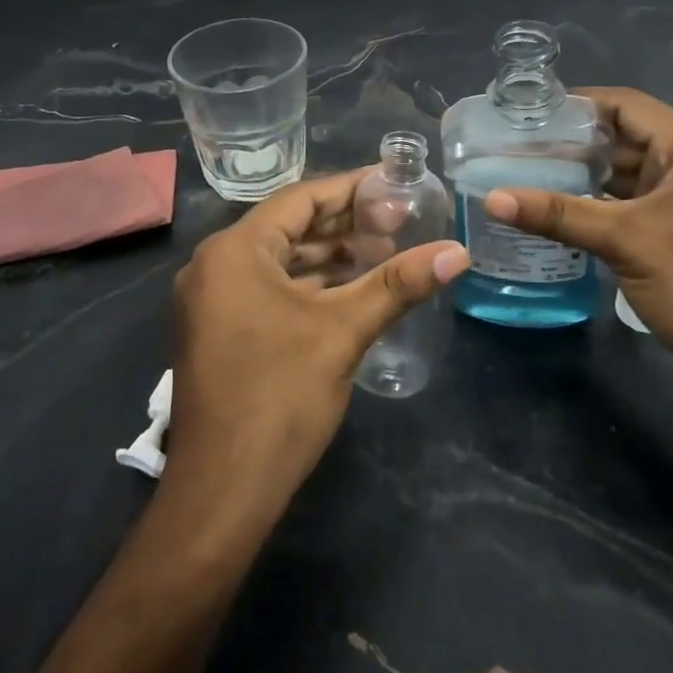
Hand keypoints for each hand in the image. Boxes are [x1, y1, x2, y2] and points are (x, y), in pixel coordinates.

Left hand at [166, 171, 467, 520]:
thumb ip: (399, 284)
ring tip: (386, 250)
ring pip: (281, 261)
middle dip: (345, 223)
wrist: (223, 490)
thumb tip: (458, 251)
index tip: (394, 182)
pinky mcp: (221, 330)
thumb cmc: (279, 396)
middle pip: (290, 227)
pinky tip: (352, 289)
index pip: (300, 199)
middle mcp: (216, 266)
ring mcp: (214, 301)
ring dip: (331, 256)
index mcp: (234, 251)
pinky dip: (311, 285)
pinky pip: (270, 289)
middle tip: (400, 219)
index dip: (351, 188)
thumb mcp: (343, 331)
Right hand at [482, 88, 672, 390]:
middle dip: (571, 143)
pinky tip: (554, 212)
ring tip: (524, 175)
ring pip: (623, 174)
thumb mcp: (624, 240)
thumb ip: (558, 214)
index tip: (527, 113)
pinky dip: (594, 204)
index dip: (577, 104)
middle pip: (622, 138)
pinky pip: (628, 204)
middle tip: (515, 147)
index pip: (626, 106)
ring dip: (580, 176)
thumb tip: (492, 199)